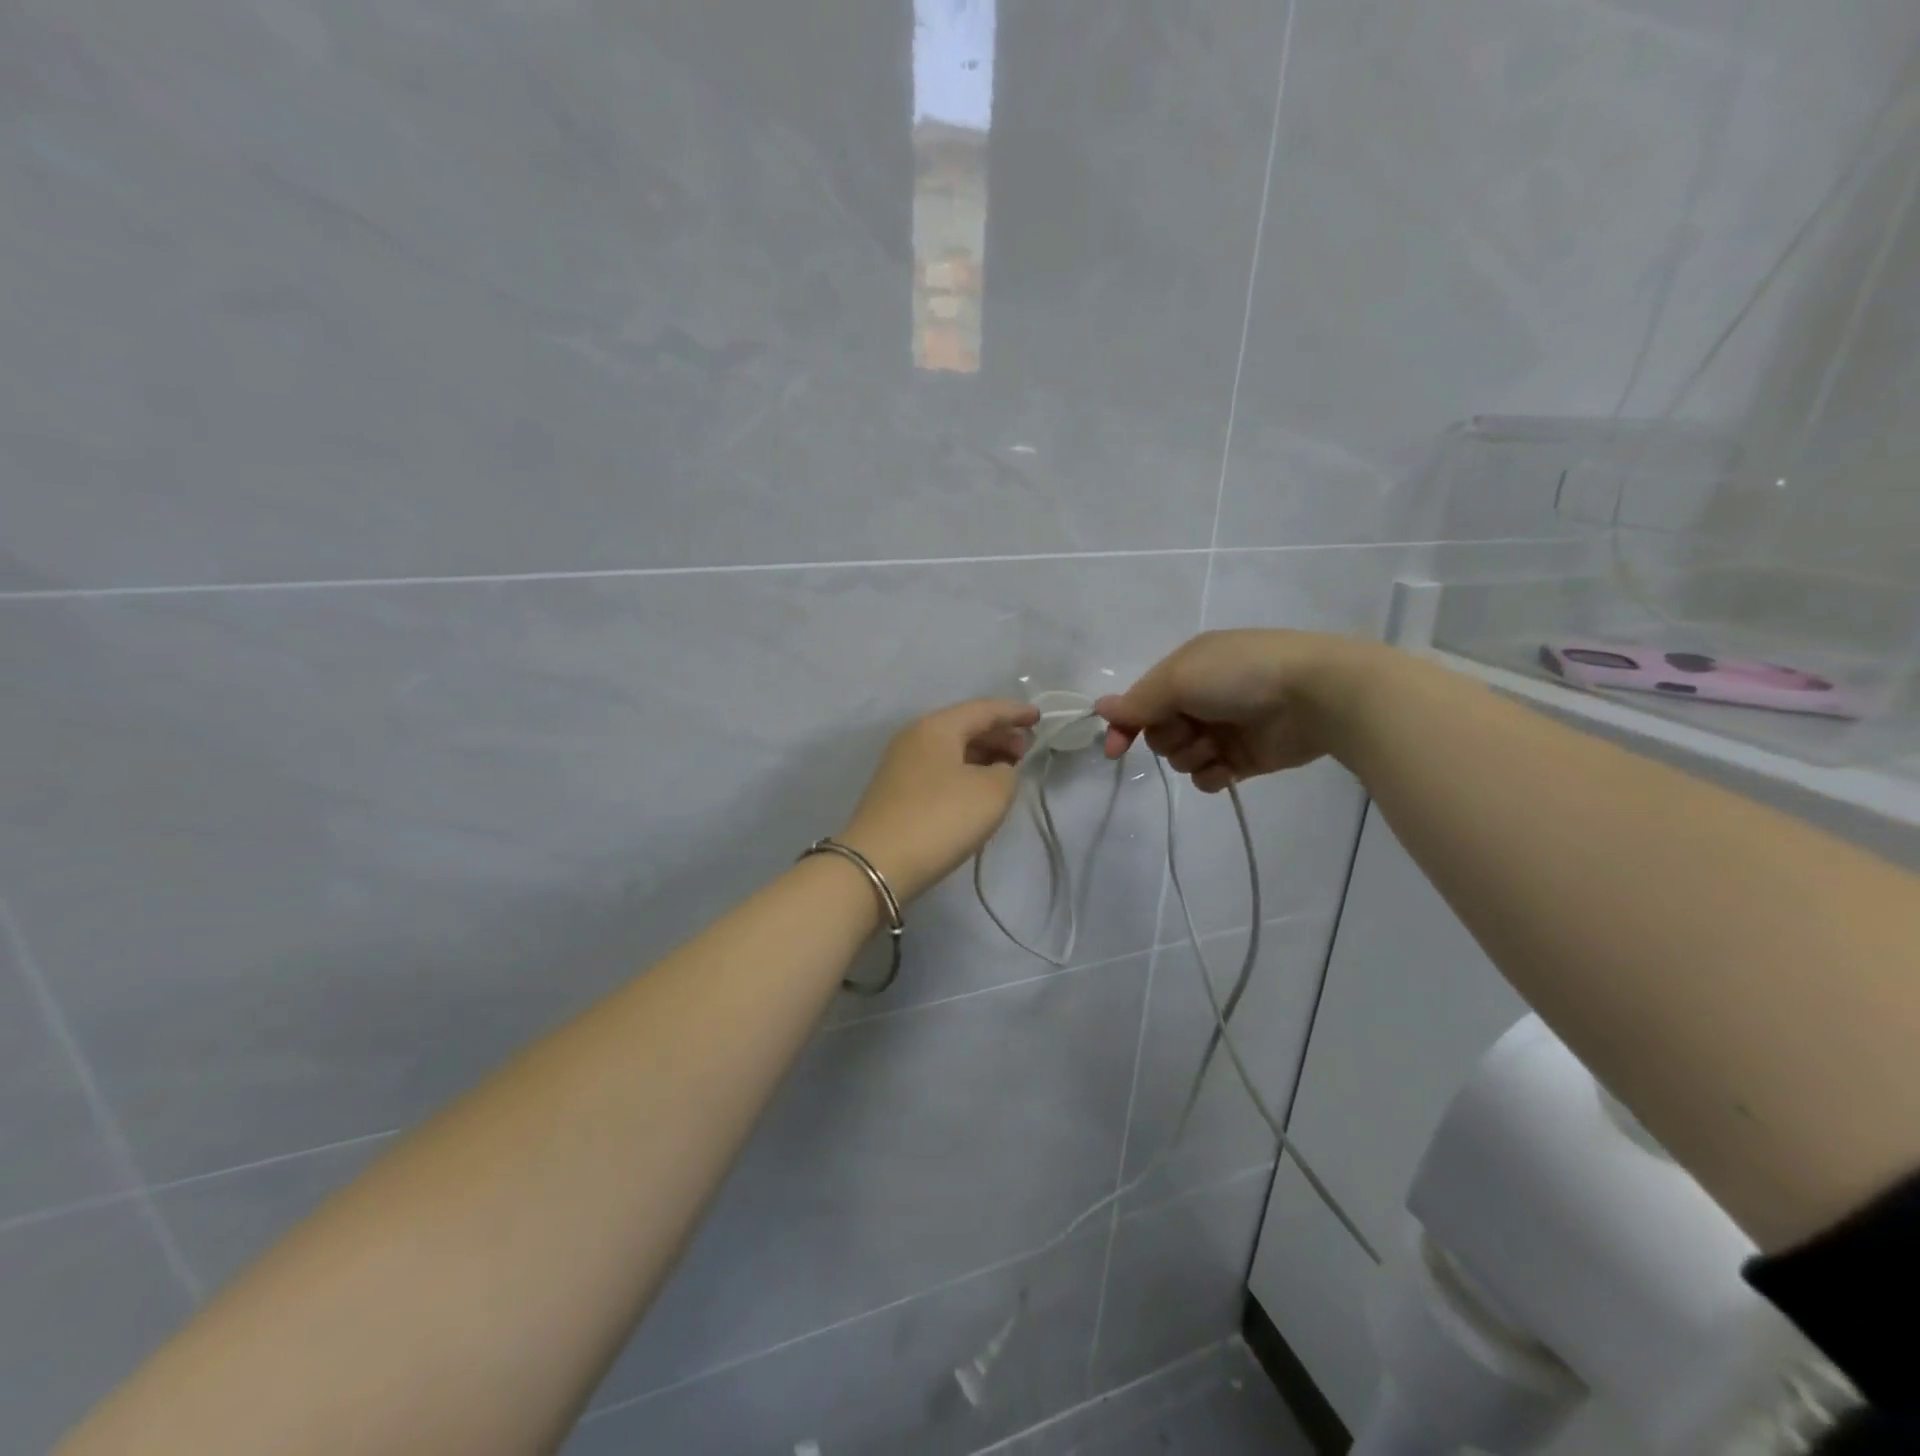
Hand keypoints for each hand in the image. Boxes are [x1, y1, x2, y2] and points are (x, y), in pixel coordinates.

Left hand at [838, 699, 1039, 900]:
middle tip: (1026, 751)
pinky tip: (978, 788)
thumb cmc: (940, 819)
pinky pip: (939, 769)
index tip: (1039, 718)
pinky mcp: (896, 791)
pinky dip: (964, 771)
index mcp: (936, 727)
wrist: (878, 864)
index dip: (1014, 712)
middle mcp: (914, 737)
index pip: (983, 709)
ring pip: (951, 749)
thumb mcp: (992, 792)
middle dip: (999, 734)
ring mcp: (901, 765)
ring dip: (982, 754)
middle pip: (964, 726)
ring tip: (1008, 770)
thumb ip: (1007, 772)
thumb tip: (997, 770)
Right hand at [1097, 630, 1377, 791]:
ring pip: (1182, 757)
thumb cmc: (1241, 676)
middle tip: (1191, 729)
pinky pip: (1209, 776)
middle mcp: (1201, 698)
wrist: (1316, 695)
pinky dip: (1212, 775)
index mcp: (1185, 670)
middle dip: (1169, 737)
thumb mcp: (1179, 678)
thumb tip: (1100, 709)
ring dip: (1192, 755)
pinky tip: (1226, 769)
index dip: (1125, 726)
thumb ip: (1138, 701)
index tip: (1115, 751)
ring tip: (1217, 747)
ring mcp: (1224, 729)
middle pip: (1159, 733)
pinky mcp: (1245, 757)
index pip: (1140, 702)